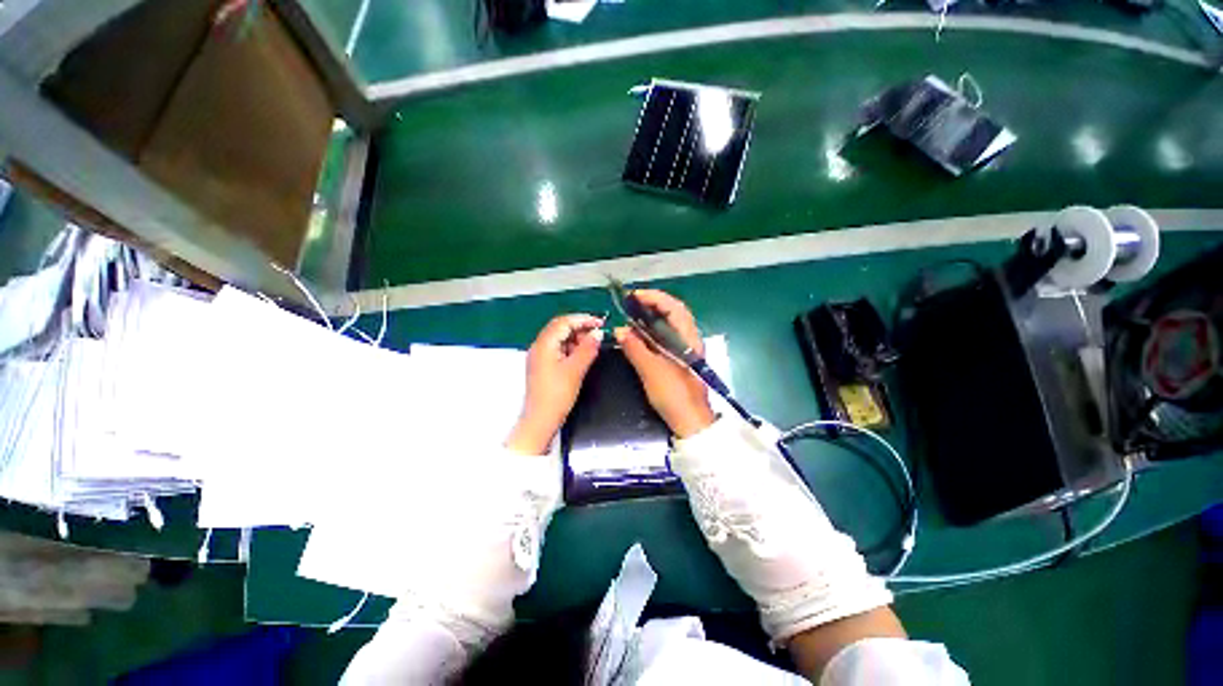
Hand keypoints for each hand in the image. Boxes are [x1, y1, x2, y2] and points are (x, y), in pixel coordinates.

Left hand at [506, 314, 604, 454]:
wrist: (540, 421)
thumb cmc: (557, 395)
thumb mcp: (575, 370)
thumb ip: (588, 349)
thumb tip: (598, 333)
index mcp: (544, 344)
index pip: (564, 322)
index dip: (583, 319)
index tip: (601, 323)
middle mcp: (539, 346)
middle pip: (560, 327)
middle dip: (580, 328)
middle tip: (598, 335)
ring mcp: (539, 356)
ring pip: (559, 338)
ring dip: (576, 338)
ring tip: (591, 346)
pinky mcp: (543, 366)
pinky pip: (558, 349)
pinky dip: (571, 348)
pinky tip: (581, 355)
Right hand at [615, 290, 714, 438]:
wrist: (690, 421)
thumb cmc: (674, 394)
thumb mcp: (651, 370)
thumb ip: (635, 348)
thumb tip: (619, 330)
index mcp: (687, 338)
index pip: (674, 307)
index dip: (655, 297)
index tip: (635, 296)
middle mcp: (689, 339)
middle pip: (673, 313)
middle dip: (652, 305)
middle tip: (631, 305)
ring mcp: (685, 350)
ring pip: (669, 326)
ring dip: (652, 318)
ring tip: (632, 317)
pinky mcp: (680, 359)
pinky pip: (666, 338)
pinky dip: (652, 333)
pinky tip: (639, 337)